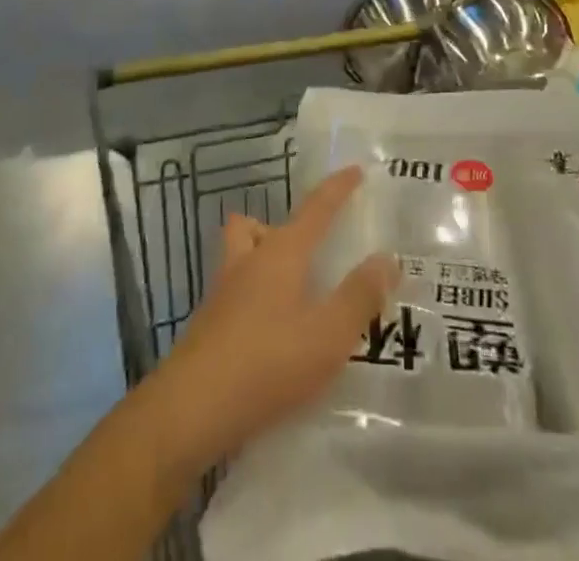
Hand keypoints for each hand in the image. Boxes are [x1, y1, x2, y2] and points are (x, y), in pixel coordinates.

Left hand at [151, 166, 397, 471]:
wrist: (191, 410)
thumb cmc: (267, 362)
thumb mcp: (328, 335)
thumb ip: (360, 296)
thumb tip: (387, 258)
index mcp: (281, 253)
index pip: (315, 208)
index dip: (337, 188)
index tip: (354, 170)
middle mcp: (248, 262)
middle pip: (256, 226)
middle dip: (279, 228)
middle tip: (307, 250)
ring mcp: (222, 294)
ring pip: (238, 257)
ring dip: (259, 261)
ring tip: (290, 292)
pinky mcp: (207, 327)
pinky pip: (233, 295)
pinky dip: (252, 301)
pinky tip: (269, 334)